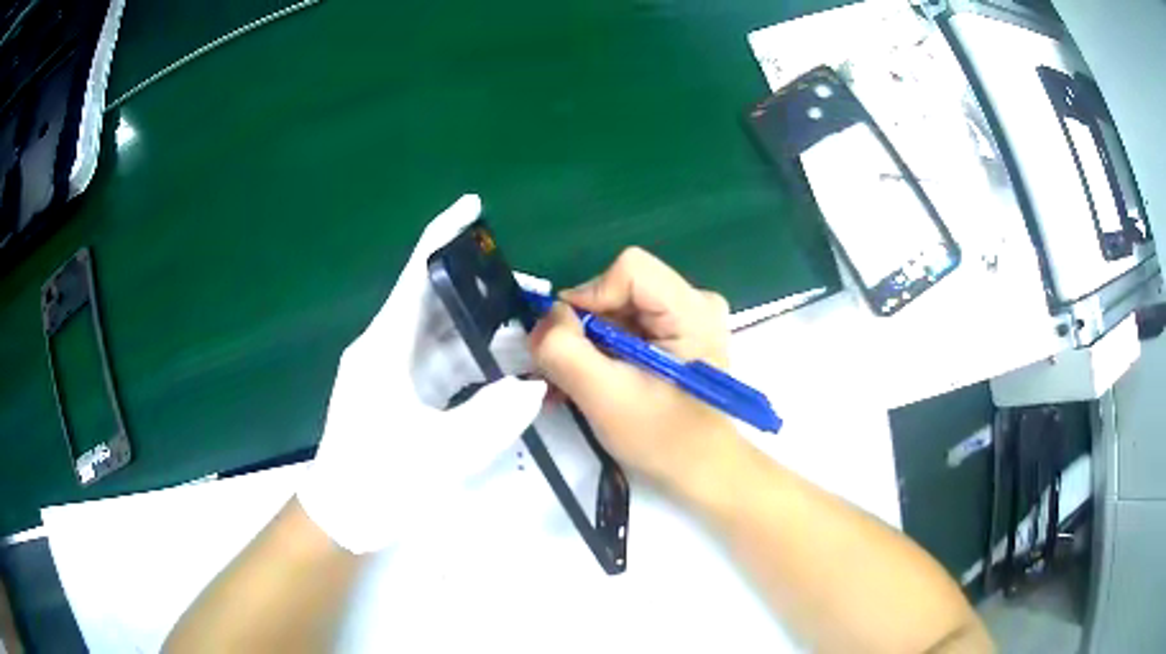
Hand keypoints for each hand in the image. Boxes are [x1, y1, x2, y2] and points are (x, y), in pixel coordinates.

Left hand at [298, 195, 546, 553]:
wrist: (343, 516)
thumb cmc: (378, 481)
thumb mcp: (439, 454)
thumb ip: (491, 418)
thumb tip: (533, 384)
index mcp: (383, 348)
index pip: (415, 276)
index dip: (442, 236)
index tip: (472, 206)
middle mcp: (383, 347)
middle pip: (431, 298)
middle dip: (476, 285)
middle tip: (528, 283)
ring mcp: (389, 368)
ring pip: (437, 330)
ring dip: (478, 322)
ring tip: (525, 318)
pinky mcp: (397, 389)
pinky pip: (438, 358)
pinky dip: (469, 353)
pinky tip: (501, 358)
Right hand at [530, 248, 738, 489]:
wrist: (699, 469)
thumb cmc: (662, 438)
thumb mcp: (604, 397)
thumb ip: (565, 350)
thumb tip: (546, 317)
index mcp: (692, 310)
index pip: (629, 269)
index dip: (590, 297)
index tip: (570, 340)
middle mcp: (694, 302)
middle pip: (619, 289)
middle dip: (584, 328)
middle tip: (563, 371)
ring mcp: (685, 318)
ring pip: (616, 308)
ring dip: (587, 344)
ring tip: (569, 383)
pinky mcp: (675, 334)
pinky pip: (625, 324)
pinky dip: (600, 350)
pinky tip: (585, 380)